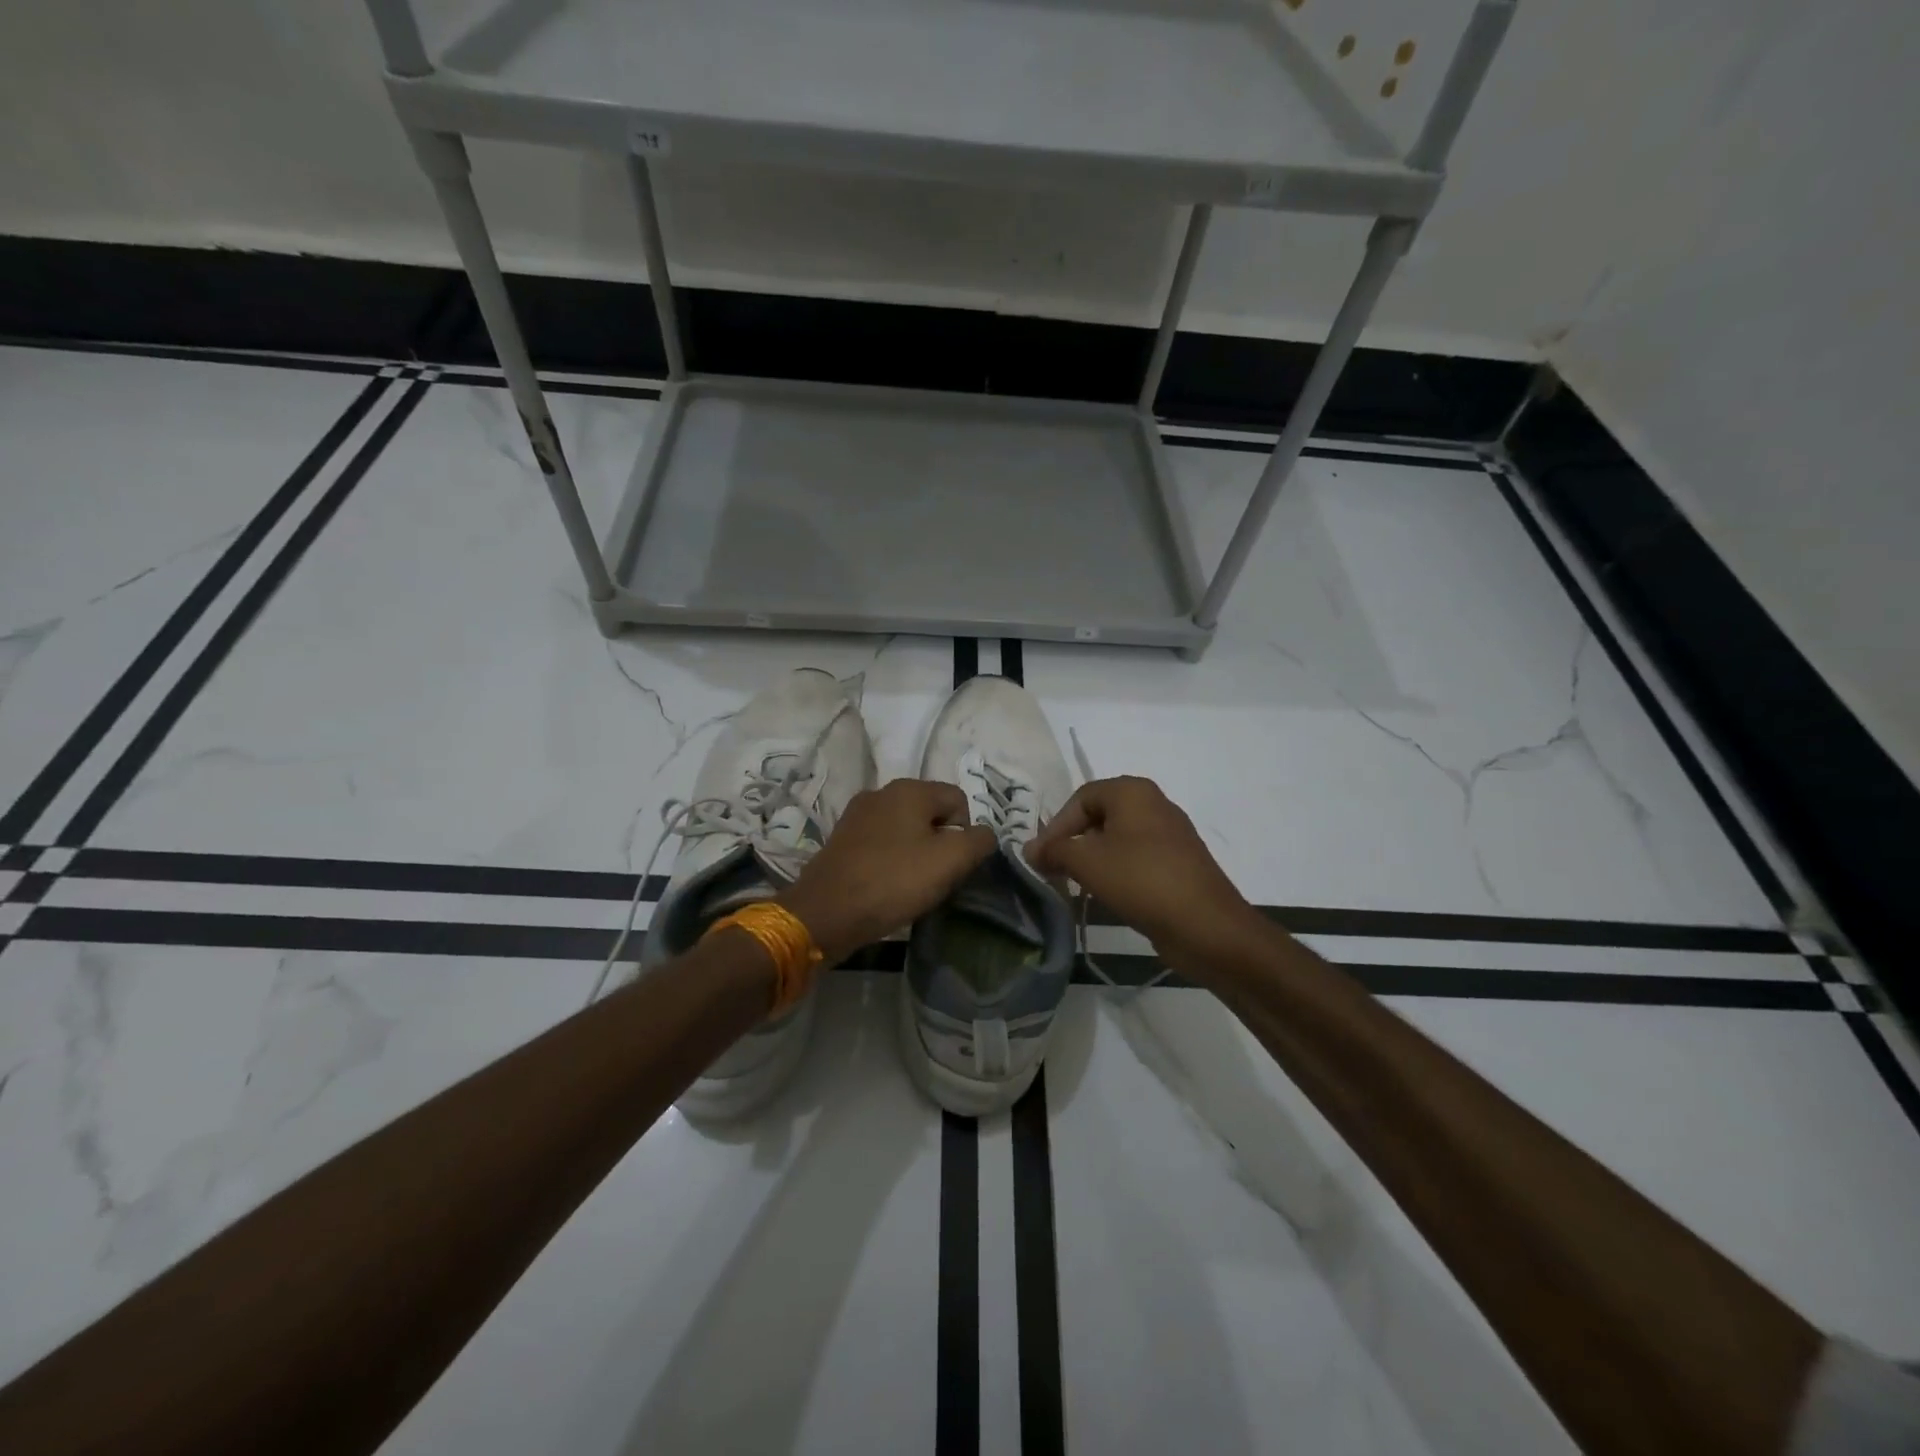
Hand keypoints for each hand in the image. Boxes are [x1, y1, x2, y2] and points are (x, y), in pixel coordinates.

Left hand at [778, 779, 996, 963]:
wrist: (826, 912)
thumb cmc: (893, 881)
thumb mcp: (950, 861)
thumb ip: (978, 841)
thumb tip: (984, 834)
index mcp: (910, 789)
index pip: (959, 800)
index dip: (966, 832)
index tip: (956, 864)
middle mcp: (882, 792)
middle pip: (930, 813)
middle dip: (941, 842)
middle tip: (938, 877)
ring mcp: (857, 815)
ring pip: (905, 829)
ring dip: (915, 853)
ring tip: (912, 885)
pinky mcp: (842, 839)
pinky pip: (881, 843)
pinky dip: (891, 860)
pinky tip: (887, 885)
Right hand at [1025, 776, 1259, 968]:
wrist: (1206, 926)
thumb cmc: (1141, 880)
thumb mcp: (1087, 862)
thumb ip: (1054, 850)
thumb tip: (1030, 849)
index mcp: (1133, 792)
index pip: (1080, 797)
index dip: (1056, 826)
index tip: (1041, 858)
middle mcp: (1154, 804)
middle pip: (1099, 816)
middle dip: (1073, 842)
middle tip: (1054, 870)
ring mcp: (1170, 835)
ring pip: (1117, 839)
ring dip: (1092, 859)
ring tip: (1076, 885)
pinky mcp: (1178, 863)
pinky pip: (1136, 858)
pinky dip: (1116, 871)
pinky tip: (1107, 894)